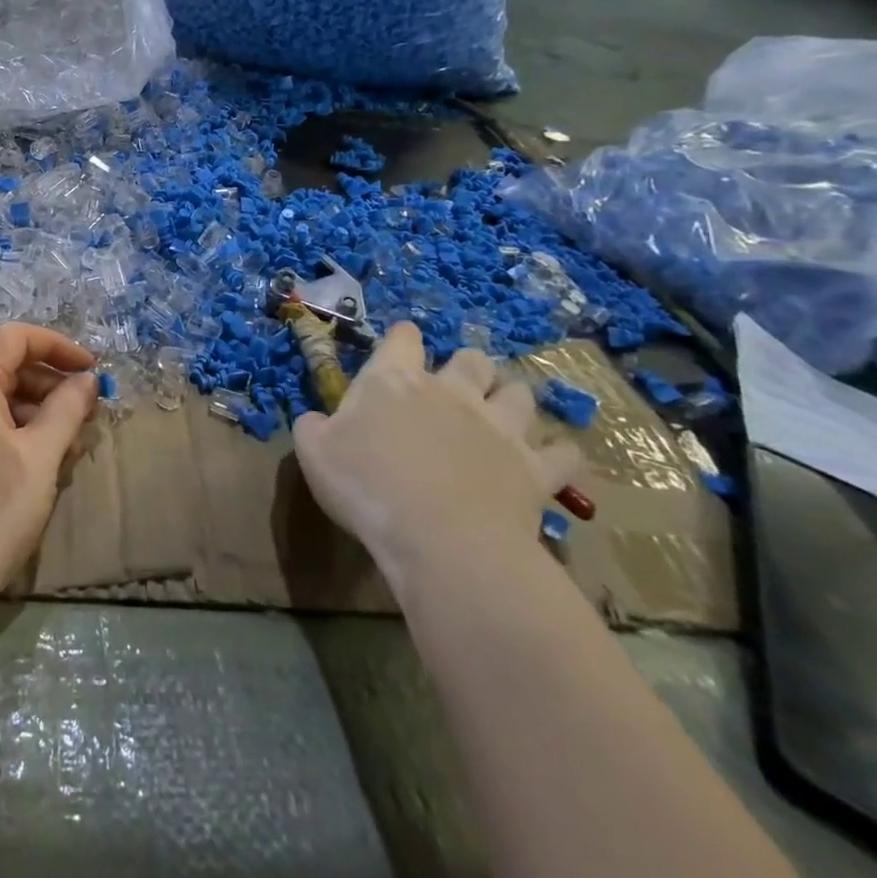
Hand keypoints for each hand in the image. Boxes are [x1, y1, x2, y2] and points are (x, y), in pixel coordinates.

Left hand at [0, 324, 98, 644]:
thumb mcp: (41, 455)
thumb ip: (68, 408)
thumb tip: (87, 380)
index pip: (15, 338)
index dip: (58, 347)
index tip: (92, 371)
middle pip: (3, 367)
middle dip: (50, 386)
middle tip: (88, 415)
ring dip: (35, 413)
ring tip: (73, 445)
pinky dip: (10, 432)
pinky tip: (41, 461)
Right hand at [292, 322, 582, 592]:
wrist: (441, 540)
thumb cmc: (366, 486)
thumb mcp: (313, 452)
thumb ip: (314, 426)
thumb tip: (318, 420)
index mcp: (395, 379)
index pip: (403, 338)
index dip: (402, 340)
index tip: (398, 350)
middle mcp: (452, 391)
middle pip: (472, 358)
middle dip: (467, 367)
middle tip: (454, 389)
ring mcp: (500, 427)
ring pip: (521, 393)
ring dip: (511, 400)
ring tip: (502, 417)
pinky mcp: (536, 468)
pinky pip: (563, 451)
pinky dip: (558, 453)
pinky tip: (547, 461)